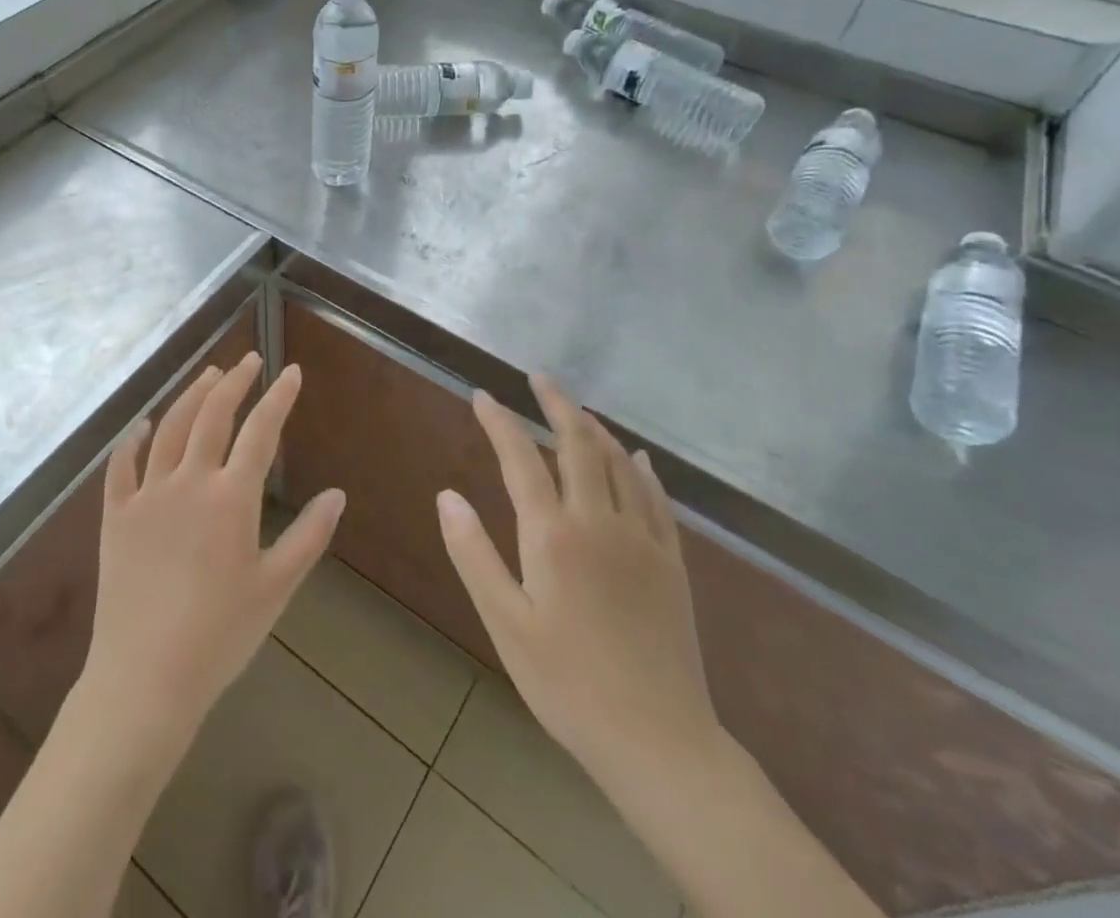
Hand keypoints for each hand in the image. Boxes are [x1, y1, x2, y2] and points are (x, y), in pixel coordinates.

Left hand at [79, 353, 344, 756]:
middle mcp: (188, 481)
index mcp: (231, 497)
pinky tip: (142, 425)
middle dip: (234, 382)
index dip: (278, 397)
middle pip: (212, 416)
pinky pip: (121, 466)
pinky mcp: (115, 515)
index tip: (291, 371)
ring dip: (191, 397)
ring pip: (170, 428)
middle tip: (249, 361)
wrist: (145, 677)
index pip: (260, 431)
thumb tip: (337, 494)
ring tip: (208, 375)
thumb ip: (309, 537)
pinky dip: (132, 440)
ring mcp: (147, 495)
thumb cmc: (220, 636)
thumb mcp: (276, 588)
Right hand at [438, 375, 720, 787]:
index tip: (482, 395)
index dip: (499, 421)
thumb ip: (473, 554)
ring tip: (576, 408)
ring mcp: (642, 540)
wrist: (659, 742)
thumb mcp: (505, 624)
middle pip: (578, 444)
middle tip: (538, 378)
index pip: (520, 459)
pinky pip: (658, 499)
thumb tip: (446, 495)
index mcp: (553, 535)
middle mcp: (599, 523)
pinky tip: (638, 457)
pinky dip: (643, 468)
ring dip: (595, 428)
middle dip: (556, 404)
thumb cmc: (567, 684)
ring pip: (620, 463)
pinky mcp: (672, 563)